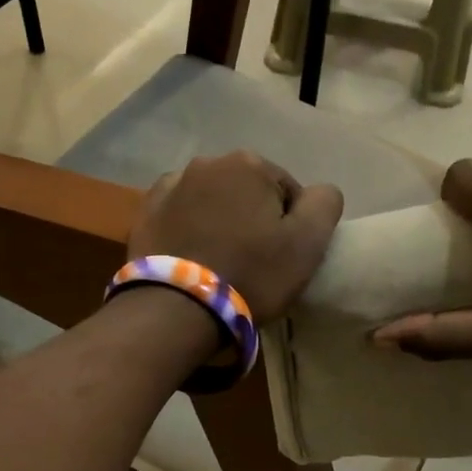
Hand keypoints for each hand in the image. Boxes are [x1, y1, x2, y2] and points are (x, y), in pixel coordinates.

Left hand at [128, 151, 343, 322]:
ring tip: (220, 262)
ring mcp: (171, 185)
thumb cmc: (251, 274)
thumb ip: (324, 204)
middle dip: (253, 219)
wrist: (176, 307)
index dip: (290, 226)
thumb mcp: (307, 243)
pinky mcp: (146, 212)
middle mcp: (208, 163)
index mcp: (249, 164)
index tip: (282, 258)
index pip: (287, 191)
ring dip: (220, 222)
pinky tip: (192, 258)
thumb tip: (319, 191)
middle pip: (247, 192)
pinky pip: (180, 215)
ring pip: (212, 202)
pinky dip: (190, 229)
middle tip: (253, 262)